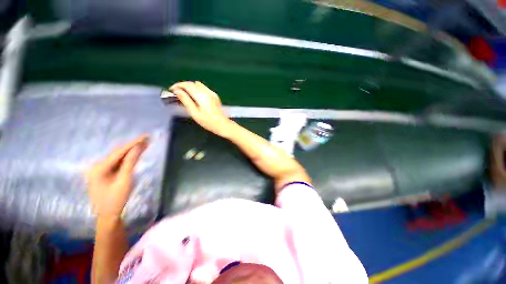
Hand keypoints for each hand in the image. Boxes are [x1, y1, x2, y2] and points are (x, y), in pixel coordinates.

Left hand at [86, 135, 148, 217]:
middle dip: (133, 146)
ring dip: (131, 151)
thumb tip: (138, 147)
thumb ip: (130, 163)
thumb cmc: (116, 199)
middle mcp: (97, 166)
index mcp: (99, 168)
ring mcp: (100, 170)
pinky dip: (128, 158)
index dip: (133, 143)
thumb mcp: (125, 180)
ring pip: (118, 157)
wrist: (108, 216)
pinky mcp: (104, 174)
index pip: (119, 152)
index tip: (145, 136)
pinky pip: (118, 163)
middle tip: (147, 139)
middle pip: (118, 153)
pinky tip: (136, 154)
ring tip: (145, 144)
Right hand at [169, 81, 233, 136]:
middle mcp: (208, 92)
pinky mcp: (215, 96)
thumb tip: (177, 91)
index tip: (171, 90)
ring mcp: (213, 93)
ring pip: (198, 85)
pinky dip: (197, 90)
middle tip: (177, 93)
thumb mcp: (195, 113)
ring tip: (185, 95)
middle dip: (183, 86)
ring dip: (190, 87)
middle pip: (193, 83)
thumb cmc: (208, 122)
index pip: (188, 85)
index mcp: (202, 96)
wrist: (223, 125)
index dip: (178, 85)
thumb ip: (186, 100)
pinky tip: (195, 97)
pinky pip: (204, 88)